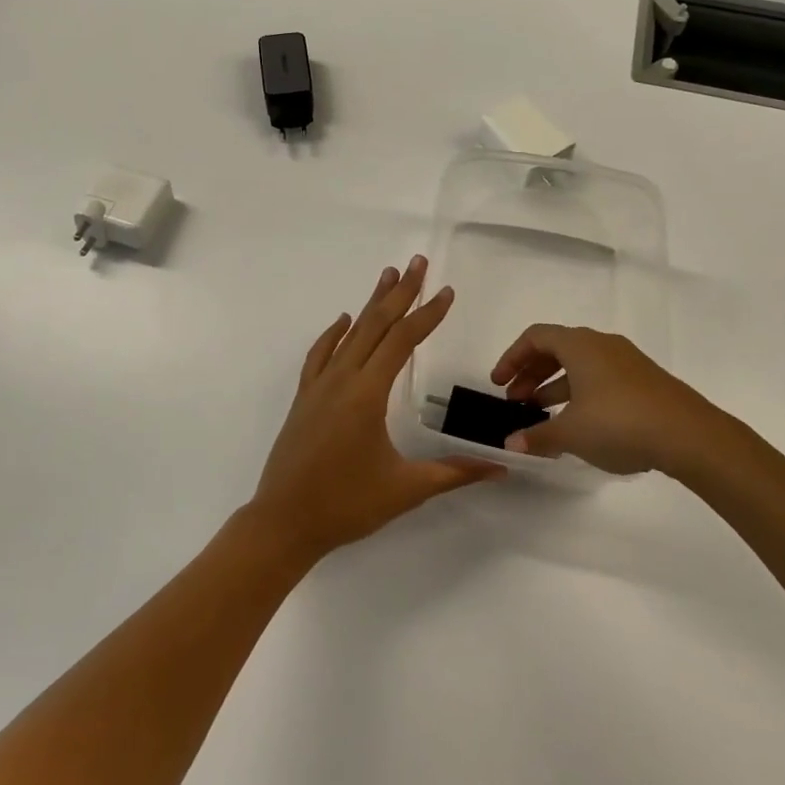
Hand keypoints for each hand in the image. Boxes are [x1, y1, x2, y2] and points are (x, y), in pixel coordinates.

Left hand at [249, 256, 504, 560]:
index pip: (402, 341)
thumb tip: (501, 467)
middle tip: (417, 262)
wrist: (283, 522)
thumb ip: (454, 473)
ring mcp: (318, 386)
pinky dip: (334, 334)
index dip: (427, 315)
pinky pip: (320, 355)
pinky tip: (344, 321)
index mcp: (367, 394)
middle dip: (400, 292)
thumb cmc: (346, 505)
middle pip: (375, 324)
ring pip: (349, 334)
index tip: (447, 292)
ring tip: (387, 275)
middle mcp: (342, 379)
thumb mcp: (406, 489)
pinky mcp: (304, 398)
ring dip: (371, 303)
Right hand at [490, 324, 752, 475]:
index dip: (512, 357)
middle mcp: (602, 344)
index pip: (535, 337)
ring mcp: (626, 361)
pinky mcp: (644, 381)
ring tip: (541, 415)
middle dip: (531, 373)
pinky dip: (580, 393)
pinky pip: (600, 377)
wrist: (690, 435)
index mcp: (580, 344)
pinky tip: (579, 423)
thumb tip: (511, 443)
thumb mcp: (572, 433)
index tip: (499, 384)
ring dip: (555, 385)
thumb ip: (538, 436)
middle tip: (516, 401)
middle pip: (556, 348)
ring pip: (580, 365)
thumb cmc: (620, 423)